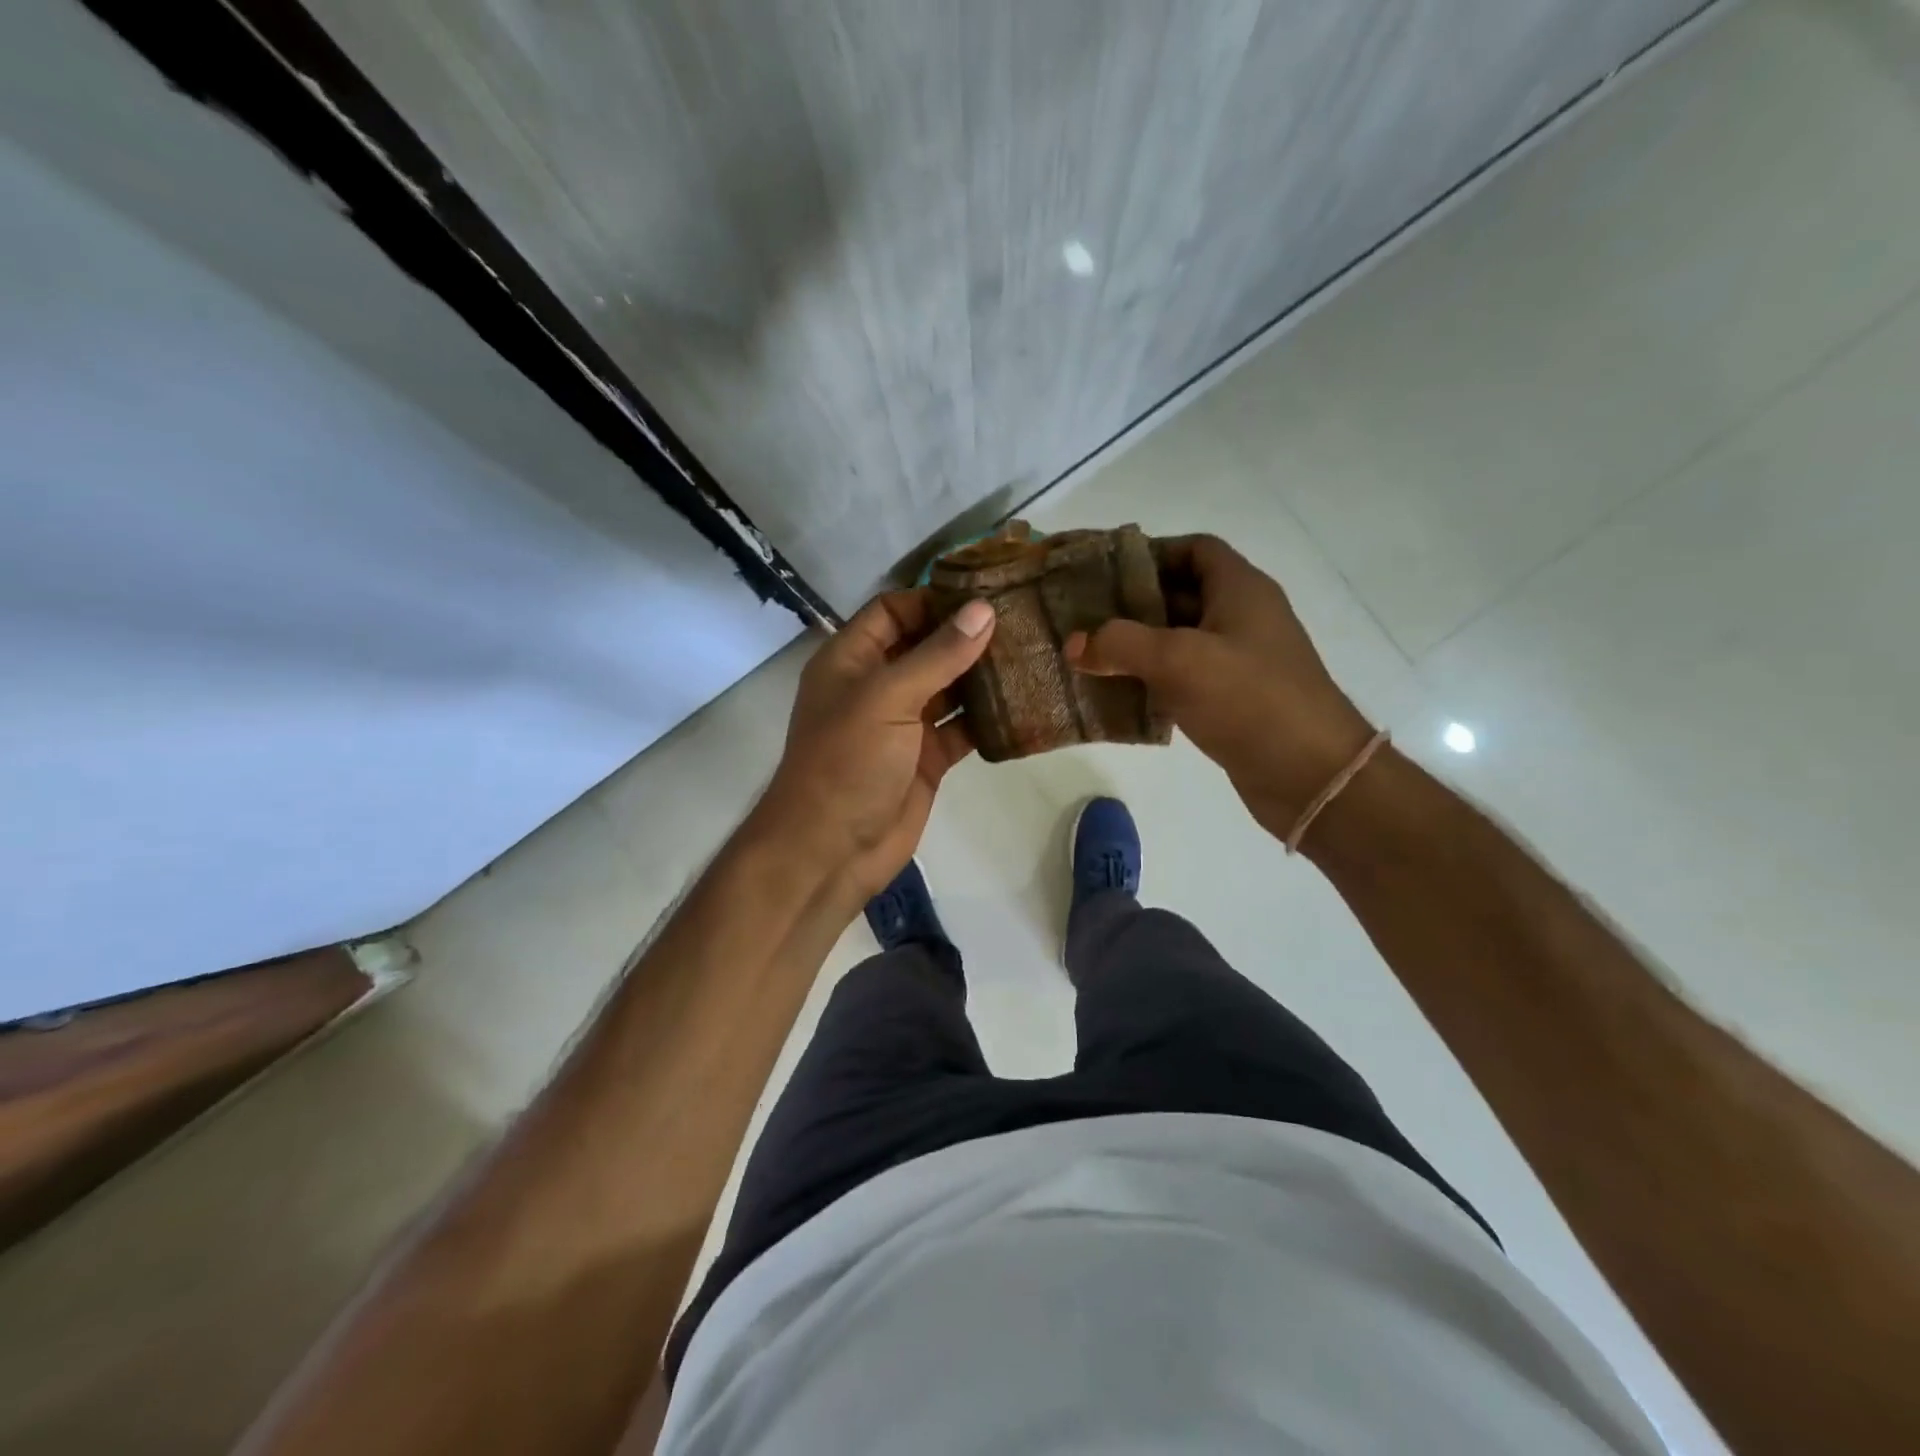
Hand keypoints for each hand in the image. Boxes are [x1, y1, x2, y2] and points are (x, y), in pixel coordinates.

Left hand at [763, 590, 995, 902]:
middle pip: (924, 647)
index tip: (984, 595)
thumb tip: (983, 610)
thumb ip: (937, 655)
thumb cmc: (848, 762)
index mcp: (851, 660)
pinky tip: (1024, 704)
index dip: (932, 600)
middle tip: (1021, 620)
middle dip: (966, 635)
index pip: (892, 611)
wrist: (832, 849)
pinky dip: (987, 718)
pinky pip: (961, 728)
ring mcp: (903, 724)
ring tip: (1031, 654)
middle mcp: (877, 686)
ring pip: (948, 687)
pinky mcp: (927, 758)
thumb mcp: (887, 698)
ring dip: (982, 675)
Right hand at [1066, 535, 1373, 836]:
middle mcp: (1243, 618)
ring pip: (1180, 640)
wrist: (1310, 774)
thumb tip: (1074, 644)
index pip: (1196, 549)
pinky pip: (1185, 679)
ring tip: (1091, 655)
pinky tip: (1119, 694)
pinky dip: (1153, 681)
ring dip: (1139, 646)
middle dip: (1134, 603)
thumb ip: (1120, 644)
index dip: (1153, 552)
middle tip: (1086, 616)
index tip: (1107, 572)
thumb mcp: (1179, 661)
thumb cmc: (1249, 698)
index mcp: (1241, 590)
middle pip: (1183, 594)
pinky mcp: (1234, 701)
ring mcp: (1241, 662)